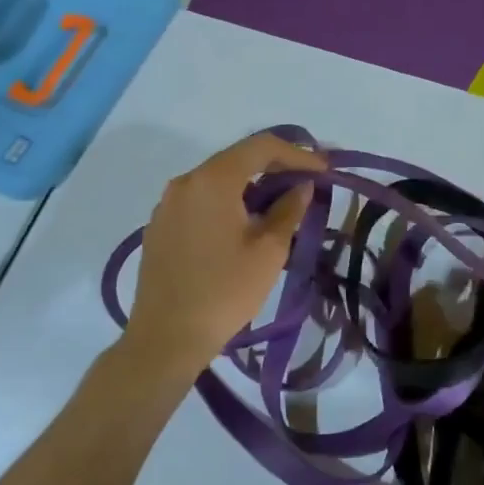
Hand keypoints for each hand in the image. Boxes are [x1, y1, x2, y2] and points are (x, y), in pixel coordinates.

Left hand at [124, 132, 326, 372]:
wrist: (166, 337)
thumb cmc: (225, 292)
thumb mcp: (269, 251)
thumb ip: (289, 210)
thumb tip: (301, 187)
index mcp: (212, 180)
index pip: (261, 147)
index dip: (297, 154)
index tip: (324, 169)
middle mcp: (185, 182)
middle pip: (237, 159)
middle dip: (275, 166)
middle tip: (307, 181)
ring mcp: (167, 204)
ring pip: (217, 180)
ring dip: (250, 185)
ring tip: (280, 204)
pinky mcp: (160, 226)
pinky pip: (200, 200)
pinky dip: (227, 202)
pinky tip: (244, 224)